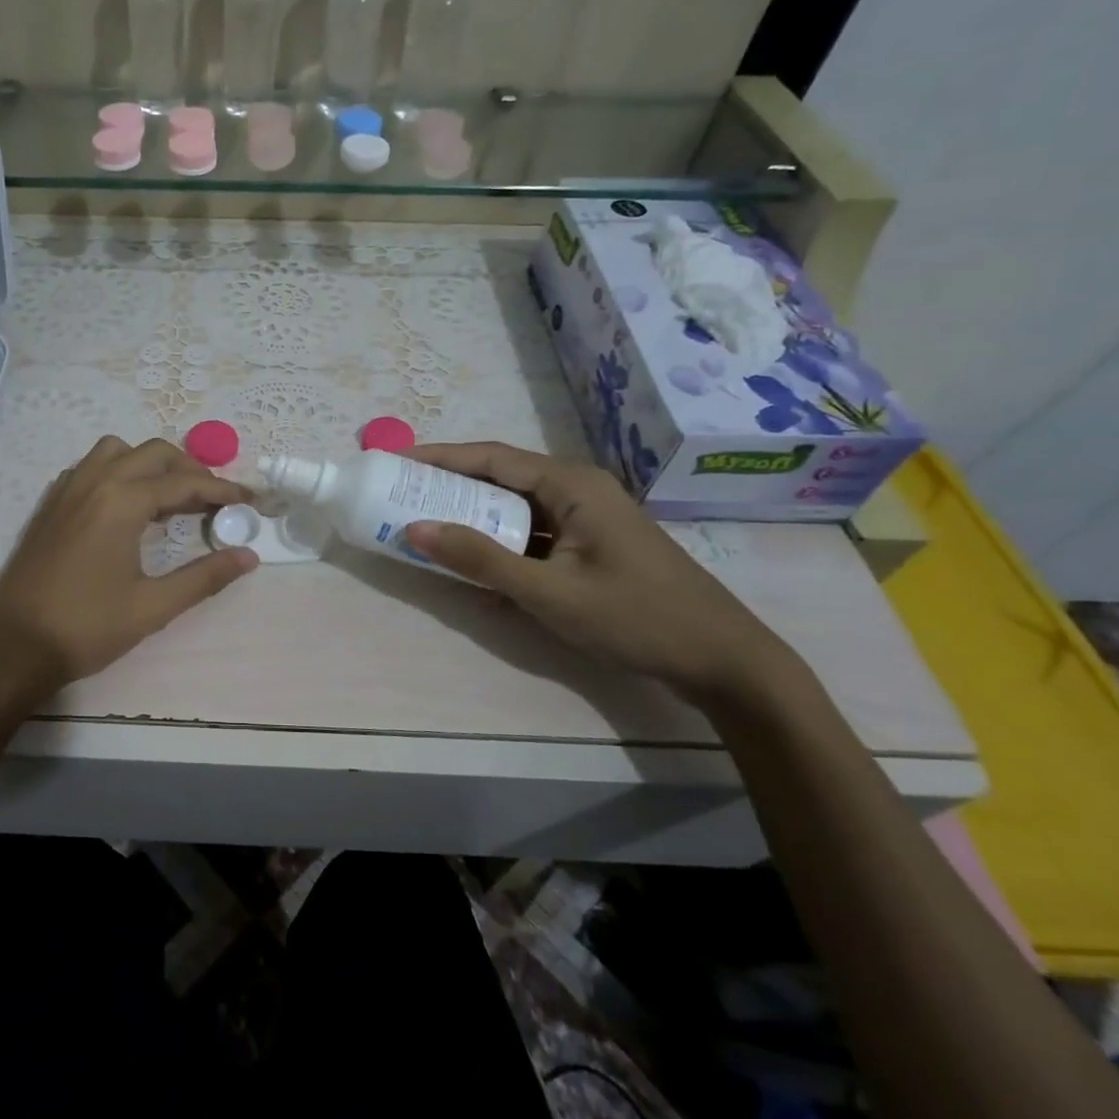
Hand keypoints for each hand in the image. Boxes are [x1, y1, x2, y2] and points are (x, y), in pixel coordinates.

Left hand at [0, 437, 257, 723]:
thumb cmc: (85, 628)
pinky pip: (91, 467)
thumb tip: (249, 556)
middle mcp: (94, 482)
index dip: (222, 490)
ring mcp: (67, 489)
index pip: (184, 482)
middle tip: (214, 501)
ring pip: (117, 452)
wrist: (11, 647)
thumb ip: (204, 577)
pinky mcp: (50, 504)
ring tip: (170, 498)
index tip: (250, 501)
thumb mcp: (152, 607)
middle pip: (154, 453)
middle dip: (190, 470)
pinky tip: (126, 507)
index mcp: (121, 501)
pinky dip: (118, 472)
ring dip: (150, 464)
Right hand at [403, 442, 804, 707]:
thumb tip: (415, 529)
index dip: (438, 457)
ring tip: (423, 522)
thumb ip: (481, 560)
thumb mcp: (550, 592)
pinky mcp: (590, 547)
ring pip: (515, 507)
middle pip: (500, 478)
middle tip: (399, 493)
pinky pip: (532, 533)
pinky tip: (471, 560)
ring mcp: (587, 519)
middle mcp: (578, 490)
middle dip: (449, 485)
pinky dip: (498, 542)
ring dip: (472, 515)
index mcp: (571, 485)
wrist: (723, 661)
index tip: (395, 460)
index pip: (490, 458)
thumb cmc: (636, 617)